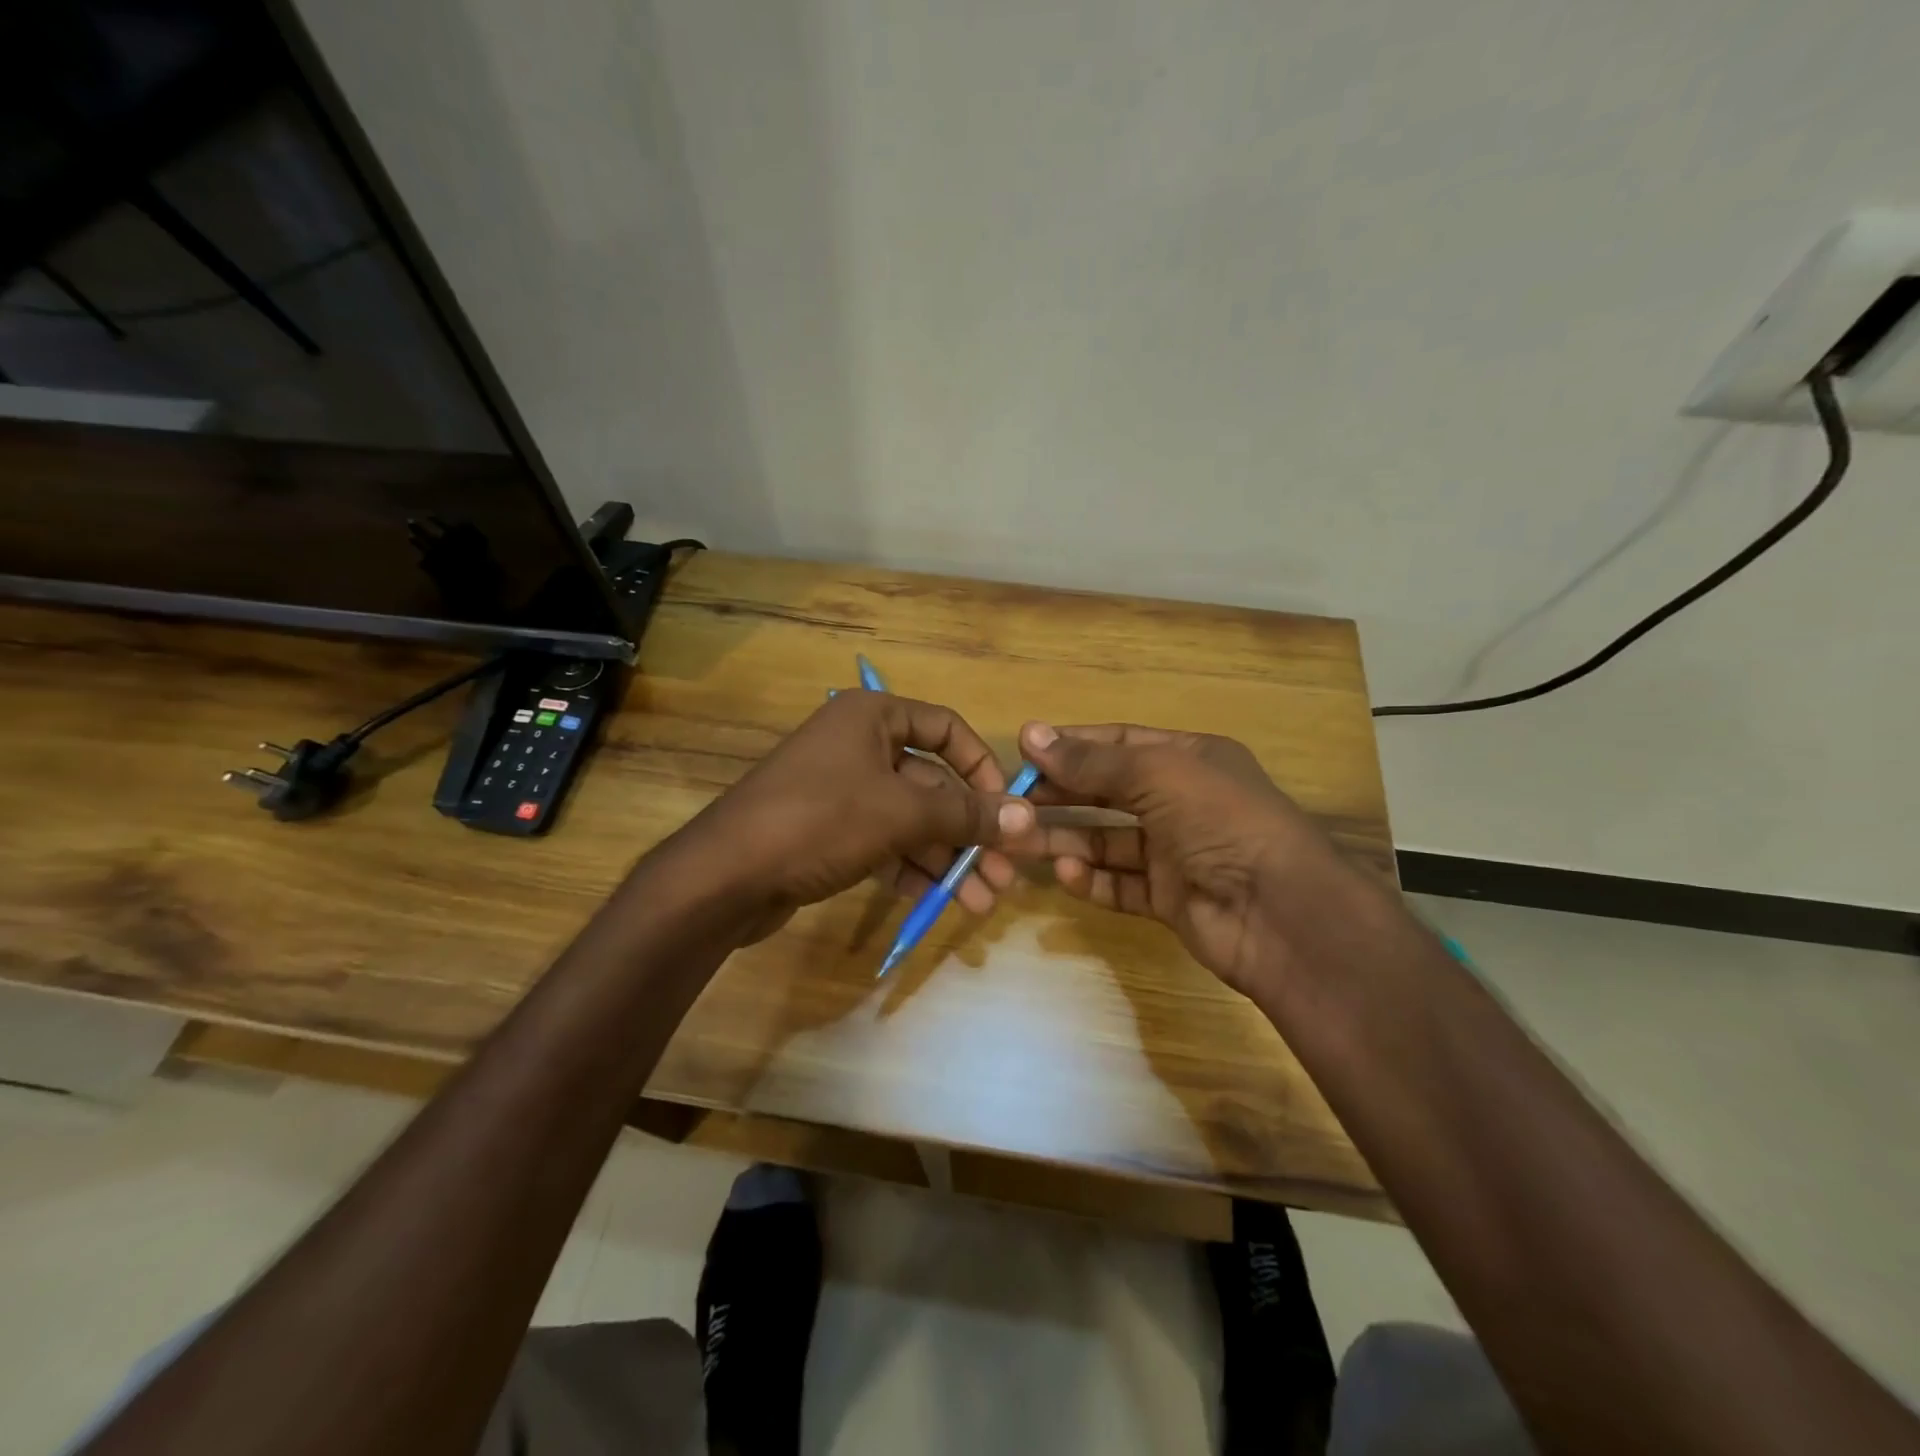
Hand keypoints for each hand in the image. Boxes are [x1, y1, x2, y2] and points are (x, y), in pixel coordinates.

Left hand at [662, 691, 1035, 943]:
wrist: (723, 876)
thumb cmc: (819, 821)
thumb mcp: (900, 814)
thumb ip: (966, 816)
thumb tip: (1029, 818)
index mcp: (872, 717)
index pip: (947, 729)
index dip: (983, 768)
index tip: (1007, 810)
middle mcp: (858, 745)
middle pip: (932, 784)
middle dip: (969, 832)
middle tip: (1002, 875)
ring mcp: (840, 790)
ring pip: (909, 820)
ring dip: (945, 859)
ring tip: (979, 902)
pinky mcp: (827, 832)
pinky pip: (883, 843)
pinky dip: (910, 869)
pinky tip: (934, 901)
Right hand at [1009, 721, 1373, 994]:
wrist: (1280, 912)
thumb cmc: (1220, 820)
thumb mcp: (1156, 774)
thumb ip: (1092, 761)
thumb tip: (1030, 734)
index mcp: (1189, 759)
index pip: (1119, 742)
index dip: (1071, 745)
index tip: (1023, 752)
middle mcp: (1182, 801)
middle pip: (1107, 791)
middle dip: (1061, 794)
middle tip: (1011, 800)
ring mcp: (1177, 853)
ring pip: (1107, 840)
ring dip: (1065, 838)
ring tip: (1020, 841)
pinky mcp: (1170, 899)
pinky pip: (1121, 884)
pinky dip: (1092, 880)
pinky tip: (1066, 874)